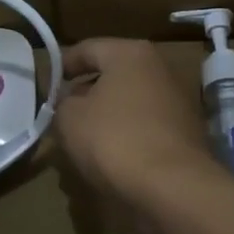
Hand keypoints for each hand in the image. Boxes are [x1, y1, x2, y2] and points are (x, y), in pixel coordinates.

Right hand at [56, 38, 220, 208]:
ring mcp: (177, 100)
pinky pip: (145, 125)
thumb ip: (62, 102)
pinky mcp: (185, 131)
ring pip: (129, 101)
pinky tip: (111, 155)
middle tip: (62, 112)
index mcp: (130, 53)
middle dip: (86, 92)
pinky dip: (127, 134)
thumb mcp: (69, 118)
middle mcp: (159, 68)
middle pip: (112, 74)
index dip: (63, 65)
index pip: (87, 48)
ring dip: (106, 115)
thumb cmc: (114, 139)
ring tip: (83, 138)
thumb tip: (71, 101)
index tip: (47, 85)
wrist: (172, 185)